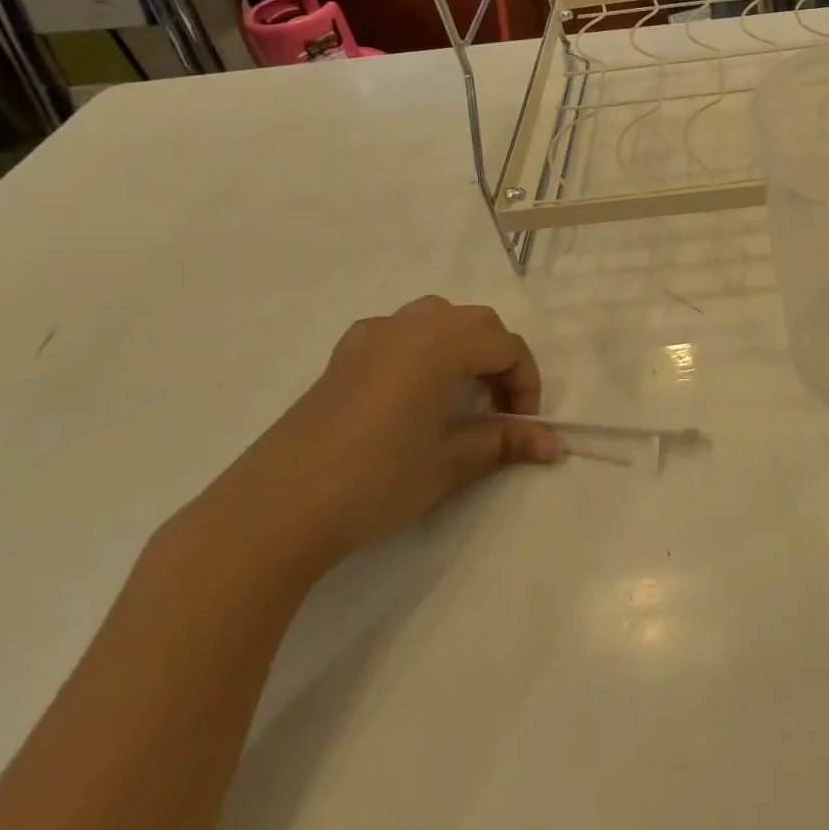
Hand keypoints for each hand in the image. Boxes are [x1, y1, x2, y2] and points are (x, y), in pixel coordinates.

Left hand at [200, 297, 561, 578]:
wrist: (274, 511)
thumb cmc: (375, 481)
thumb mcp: (450, 462)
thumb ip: (504, 442)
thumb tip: (554, 444)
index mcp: (440, 345)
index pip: (506, 347)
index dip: (526, 383)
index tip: (523, 426)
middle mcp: (408, 327)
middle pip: (476, 322)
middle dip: (499, 360)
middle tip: (498, 410)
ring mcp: (369, 337)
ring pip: (436, 317)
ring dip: (462, 346)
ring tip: (460, 393)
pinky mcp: (341, 357)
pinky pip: (397, 330)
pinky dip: (421, 347)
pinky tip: (410, 390)